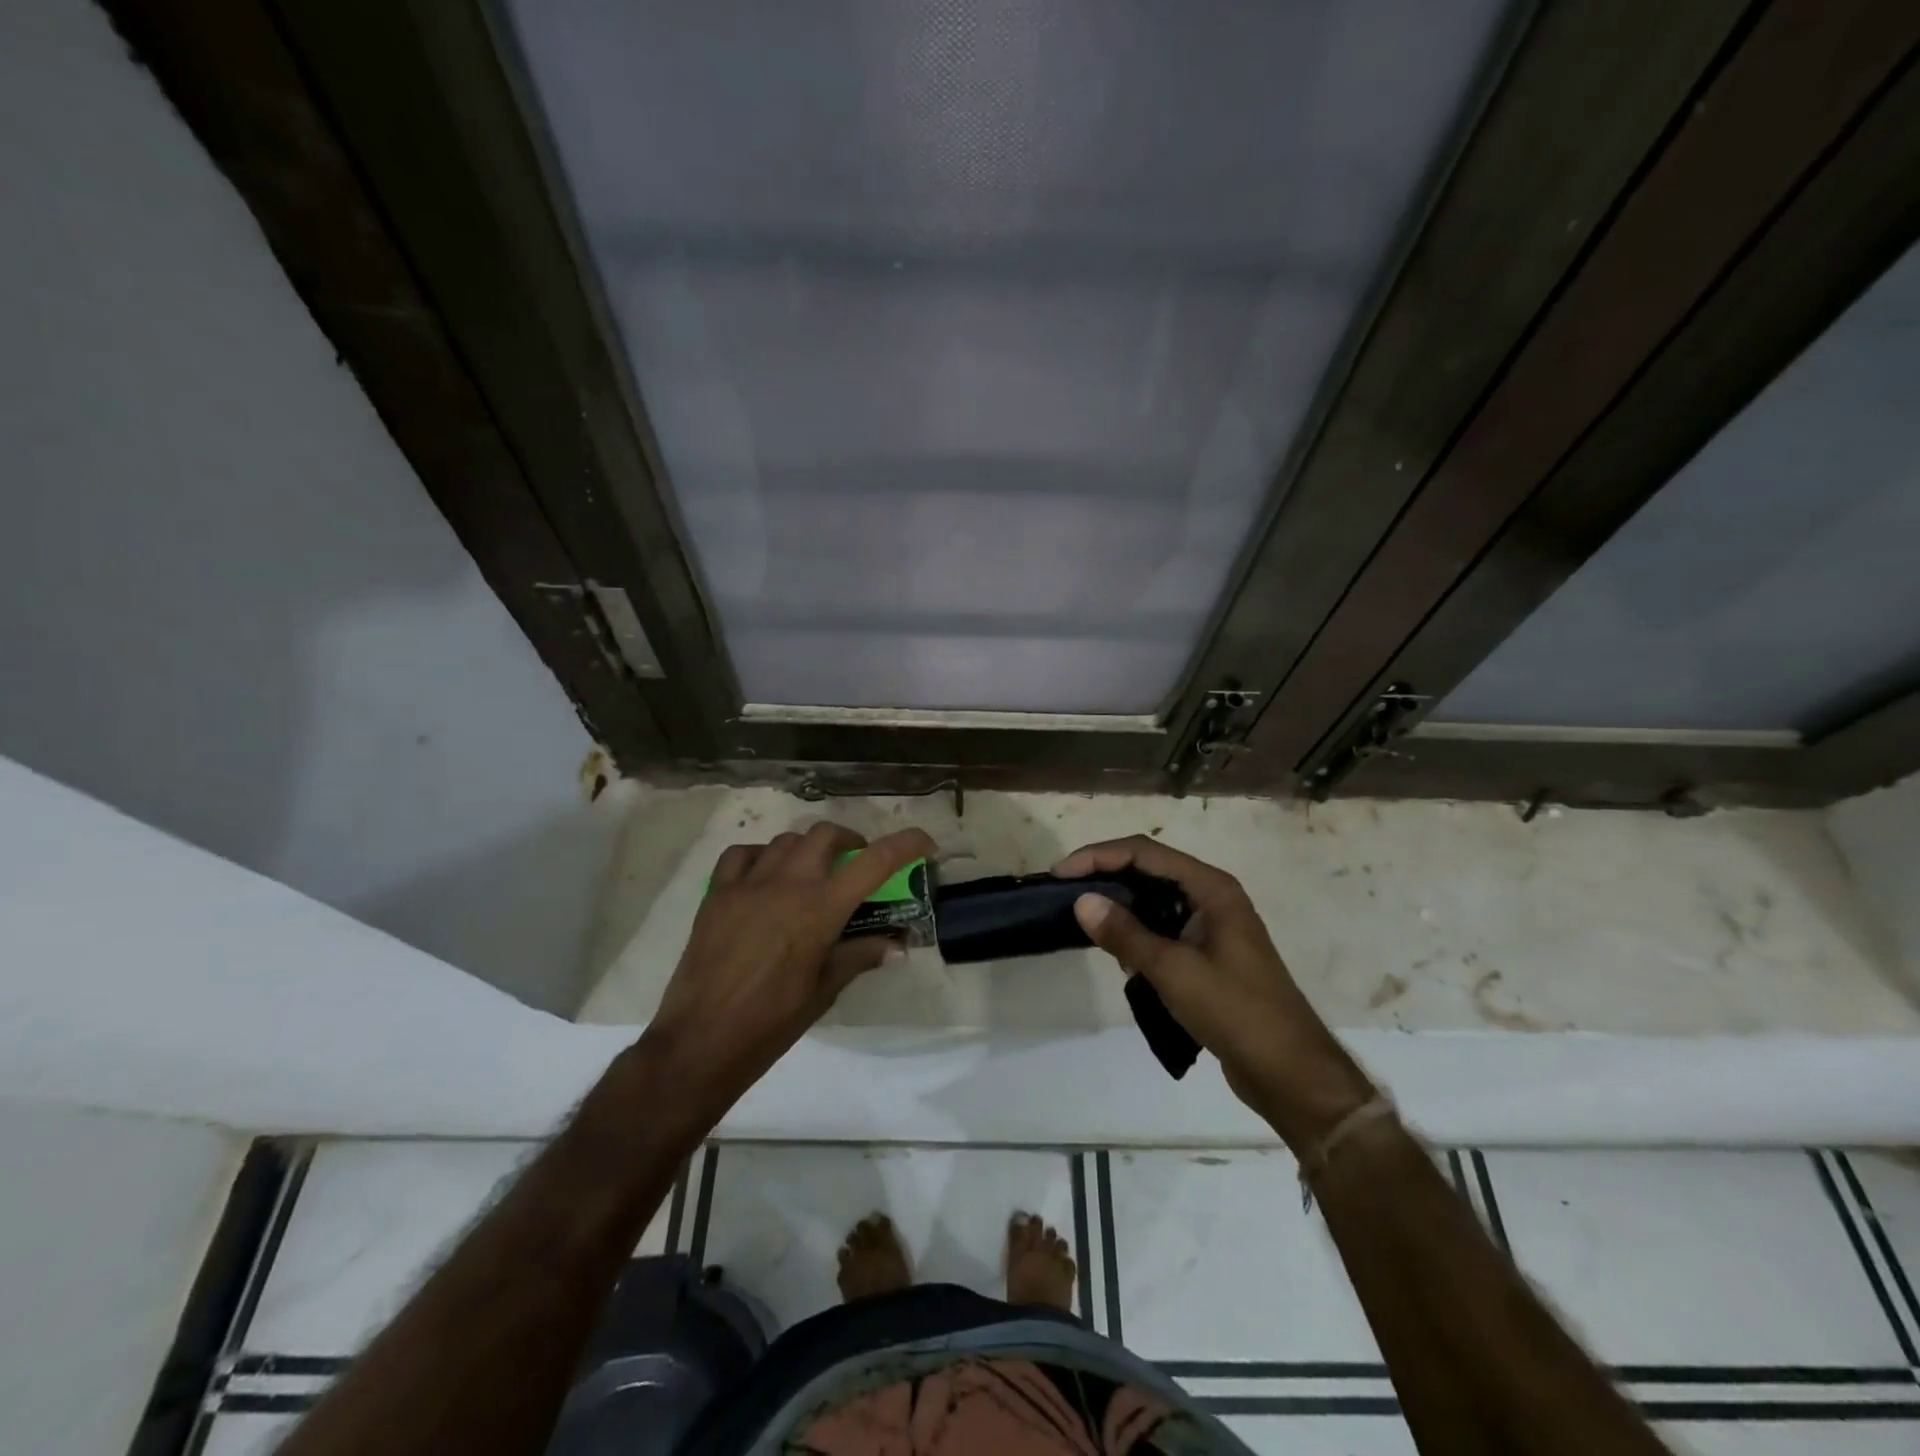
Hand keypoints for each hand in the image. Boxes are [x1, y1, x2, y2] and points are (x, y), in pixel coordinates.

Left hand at [642, 822, 934, 1126]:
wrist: (701, 1040)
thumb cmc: (772, 1022)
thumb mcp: (825, 990)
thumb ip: (860, 955)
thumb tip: (897, 946)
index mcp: (821, 909)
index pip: (875, 861)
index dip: (906, 844)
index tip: (924, 843)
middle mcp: (788, 884)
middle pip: (826, 835)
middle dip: (850, 841)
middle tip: (856, 863)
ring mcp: (748, 884)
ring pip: (787, 840)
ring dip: (808, 849)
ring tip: (812, 873)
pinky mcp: (717, 893)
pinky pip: (742, 854)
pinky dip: (761, 856)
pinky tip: (766, 876)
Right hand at [1053, 836, 1374, 1147]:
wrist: (1291, 1073)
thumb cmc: (1236, 1012)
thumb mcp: (1174, 971)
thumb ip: (1126, 934)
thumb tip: (1081, 901)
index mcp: (1211, 888)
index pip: (1144, 853)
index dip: (1099, 856)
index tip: (1061, 873)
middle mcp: (1212, 898)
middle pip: (1149, 870)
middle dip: (1105, 876)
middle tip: (1064, 893)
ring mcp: (1211, 927)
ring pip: (1154, 900)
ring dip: (1120, 906)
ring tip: (1083, 921)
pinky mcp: (1207, 955)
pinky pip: (1162, 929)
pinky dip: (1137, 934)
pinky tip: (1118, 955)